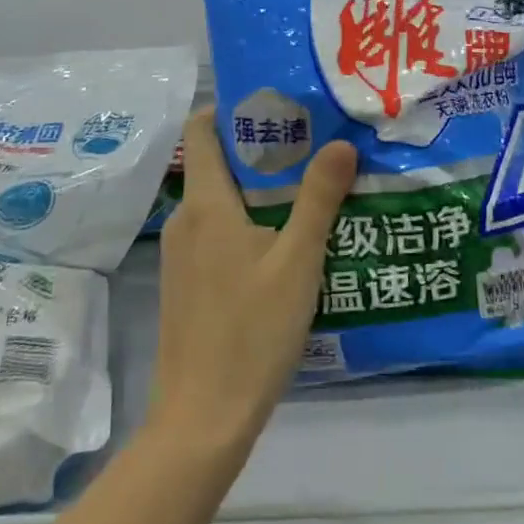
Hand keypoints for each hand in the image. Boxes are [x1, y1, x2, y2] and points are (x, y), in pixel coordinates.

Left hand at [146, 109, 357, 459]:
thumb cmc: (251, 332)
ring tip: (309, 189)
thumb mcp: (298, 261)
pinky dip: (247, 222)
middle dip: (261, 148)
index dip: (232, 109)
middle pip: (216, 163)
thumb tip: (341, 143)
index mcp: (206, 204)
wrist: (202, 420)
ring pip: (220, 201)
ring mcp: (182, 255)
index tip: (278, 104)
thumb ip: (319, 199)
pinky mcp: (186, 283)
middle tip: (313, 144)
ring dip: (258, 189)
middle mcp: (185, 220)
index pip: (201, 130)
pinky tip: (285, 242)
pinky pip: (216, 232)